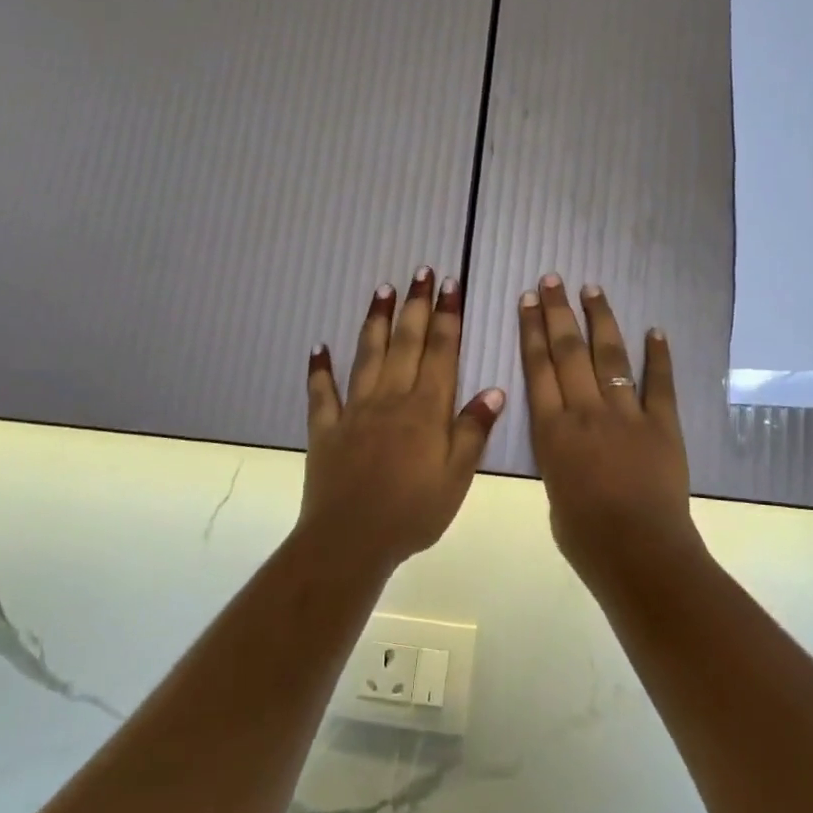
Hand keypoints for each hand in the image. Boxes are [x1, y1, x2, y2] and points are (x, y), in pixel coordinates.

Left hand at [301, 270, 504, 570]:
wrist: (350, 540)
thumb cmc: (413, 512)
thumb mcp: (457, 477)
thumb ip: (473, 431)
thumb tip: (494, 390)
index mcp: (426, 409)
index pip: (442, 352)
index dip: (447, 316)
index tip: (451, 285)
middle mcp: (391, 399)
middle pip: (406, 343)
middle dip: (415, 305)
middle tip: (420, 272)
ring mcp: (355, 410)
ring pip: (367, 356)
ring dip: (376, 321)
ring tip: (382, 290)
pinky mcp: (326, 428)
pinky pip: (322, 393)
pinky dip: (320, 369)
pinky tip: (319, 347)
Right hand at [518, 276, 695, 578]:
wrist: (637, 552)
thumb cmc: (584, 536)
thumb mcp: (553, 492)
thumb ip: (558, 456)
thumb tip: (569, 441)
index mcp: (552, 432)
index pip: (538, 369)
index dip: (531, 331)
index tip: (527, 300)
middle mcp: (585, 412)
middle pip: (568, 352)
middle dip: (558, 312)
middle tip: (552, 280)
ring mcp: (626, 415)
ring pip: (610, 357)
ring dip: (601, 320)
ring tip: (592, 290)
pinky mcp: (662, 425)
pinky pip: (660, 383)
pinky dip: (659, 356)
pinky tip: (655, 330)